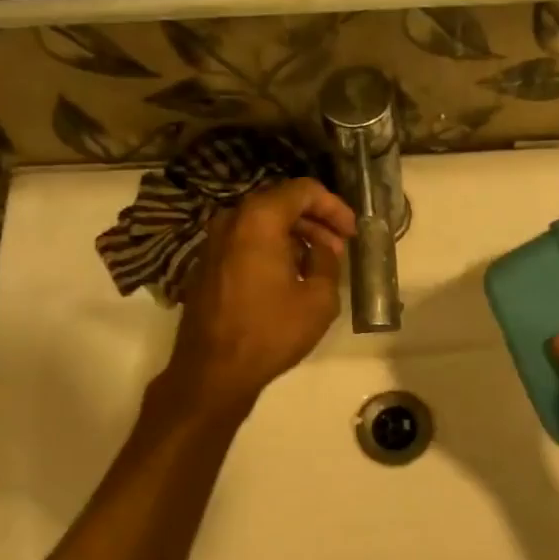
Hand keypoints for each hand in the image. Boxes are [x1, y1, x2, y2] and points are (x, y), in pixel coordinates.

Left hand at [160, 179, 356, 417]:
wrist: (213, 370)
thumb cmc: (270, 332)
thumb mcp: (319, 299)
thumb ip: (327, 262)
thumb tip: (322, 250)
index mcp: (259, 220)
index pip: (302, 190)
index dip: (333, 206)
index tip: (351, 232)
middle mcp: (231, 220)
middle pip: (280, 203)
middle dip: (315, 221)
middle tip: (338, 248)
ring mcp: (213, 242)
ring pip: (261, 224)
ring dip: (294, 237)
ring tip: (318, 265)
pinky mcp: (207, 265)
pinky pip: (246, 243)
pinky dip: (271, 249)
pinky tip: (289, 277)